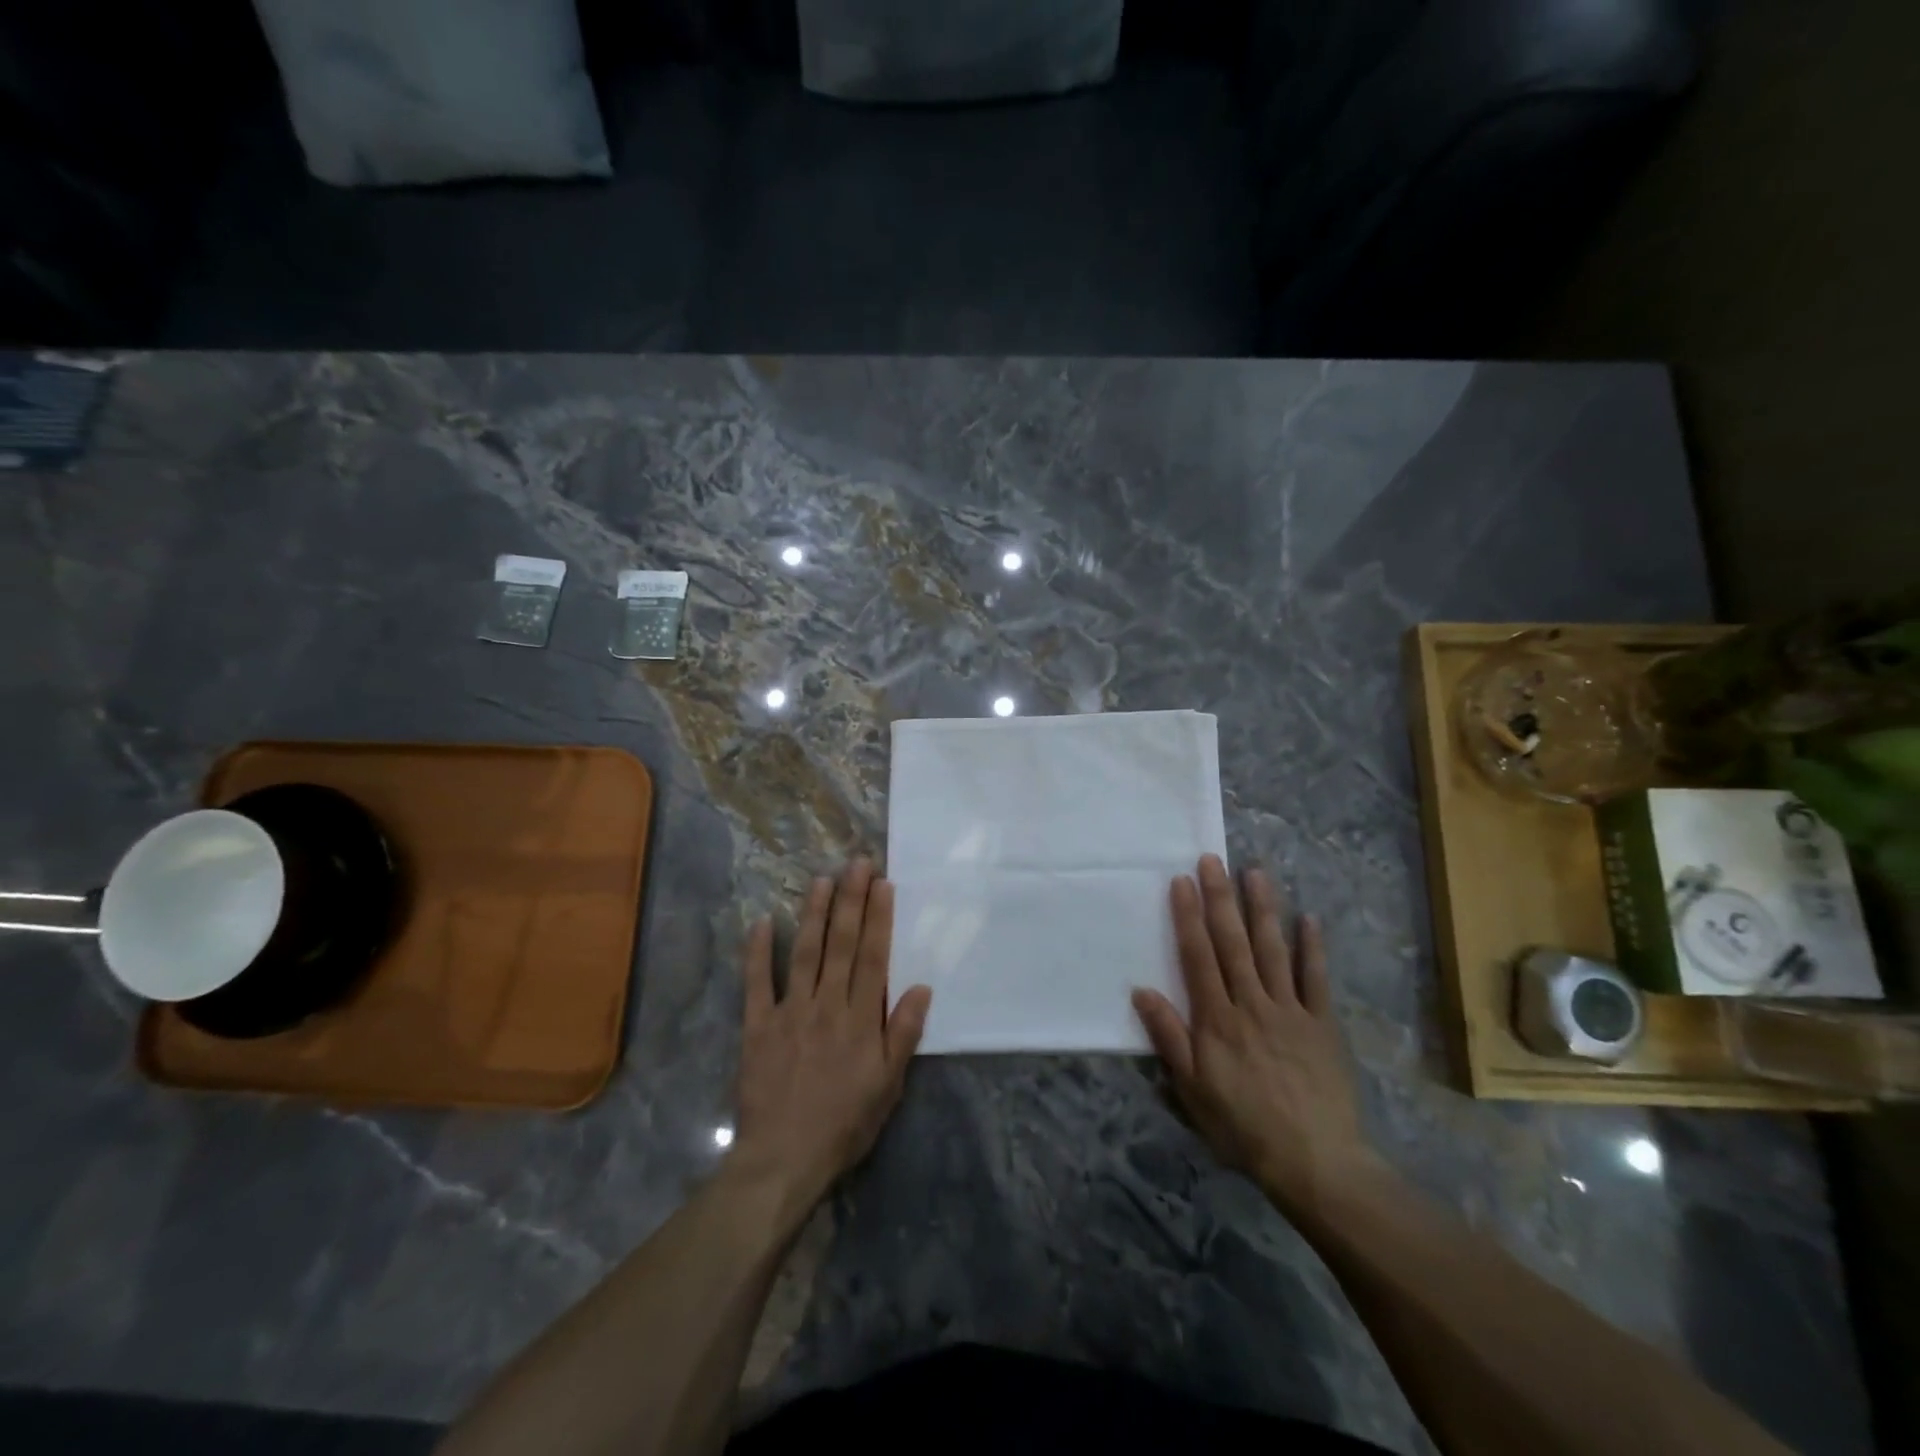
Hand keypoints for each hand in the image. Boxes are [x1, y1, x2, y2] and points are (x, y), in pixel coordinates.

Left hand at [729, 859, 932, 1215]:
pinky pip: (757, 983)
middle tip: (856, 864)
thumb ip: (903, 1034)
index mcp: (860, 1018)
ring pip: (805, 953)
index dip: (879, 917)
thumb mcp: (888, 1086)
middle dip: (851, 900)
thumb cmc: (844, 1124)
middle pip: (842, 944)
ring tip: (821, 879)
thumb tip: (921, 987)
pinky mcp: (758, 1026)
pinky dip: (758, 952)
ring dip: (814, 914)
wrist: (784, 1160)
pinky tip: (762, 922)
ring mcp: (790, 1012)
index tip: (883, 884)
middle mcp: (827, 1004)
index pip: (873, 956)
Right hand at [1133, 854, 1382, 1226]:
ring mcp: (1290, 1010)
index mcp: (1217, 1019)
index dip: (1188, 917)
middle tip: (1212, 860)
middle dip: (1220, 899)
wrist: (1315, 1162)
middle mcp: (1251, 1004)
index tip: (1182, 881)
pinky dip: (1312, 948)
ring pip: (1273, 950)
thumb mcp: (1192, 1090)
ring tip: (1255, 873)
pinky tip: (1309, 918)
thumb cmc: (1243, 1127)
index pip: (1198, 957)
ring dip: (1263, 910)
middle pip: (1233, 943)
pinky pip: (1317, 979)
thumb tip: (1142, 991)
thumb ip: (1169, 1038)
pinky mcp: (1322, 1024)